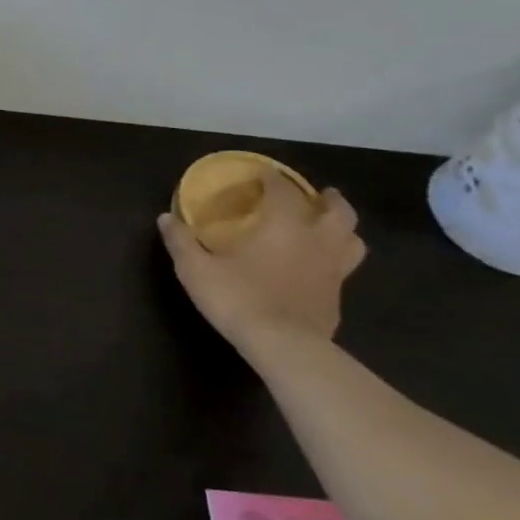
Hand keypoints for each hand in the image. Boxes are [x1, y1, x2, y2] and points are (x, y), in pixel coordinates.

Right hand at [157, 172, 364, 364]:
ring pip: (353, 240)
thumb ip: (181, 241)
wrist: (283, 346)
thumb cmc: (238, 297)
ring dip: (344, 229)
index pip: (283, 190)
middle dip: (329, 199)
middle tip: (318, 195)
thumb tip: (166, 218)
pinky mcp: (338, 298)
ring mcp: (333, 271)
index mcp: (283, 225)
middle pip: (338, 211)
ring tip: (328, 228)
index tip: (261, 174)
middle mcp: (316, 241)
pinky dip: (335, 261)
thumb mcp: (195, 269)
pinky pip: (344, 270)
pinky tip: (318, 269)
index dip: (272, 178)